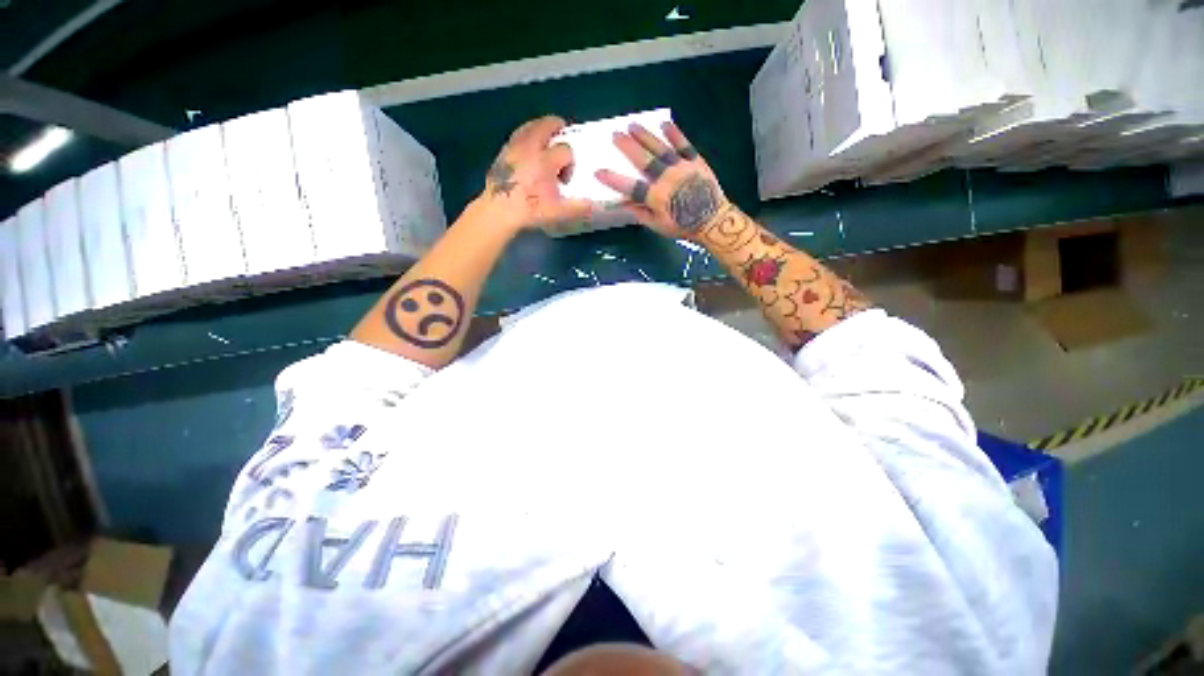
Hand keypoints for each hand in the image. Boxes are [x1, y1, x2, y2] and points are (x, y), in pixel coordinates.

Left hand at [479, 116, 593, 231]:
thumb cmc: (529, 210)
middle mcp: (531, 148)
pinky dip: (525, 134)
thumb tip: (594, 206)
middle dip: (556, 125)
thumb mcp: (557, 212)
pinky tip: (527, 144)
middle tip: (561, 127)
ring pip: (529, 126)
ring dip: (539, 126)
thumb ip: (577, 208)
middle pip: (545, 125)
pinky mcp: (503, 152)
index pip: (565, 151)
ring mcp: (515, 148)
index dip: (570, 162)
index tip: (566, 176)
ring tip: (545, 131)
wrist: (499, 210)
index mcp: (546, 161)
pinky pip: (516, 135)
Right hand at [595, 122, 729, 240]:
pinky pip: (683, 144)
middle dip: (627, 147)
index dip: (614, 179)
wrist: (713, 220)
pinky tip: (664, 123)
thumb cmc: (683, 226)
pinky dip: (674, 133)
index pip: (630, 186)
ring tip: (633, 125)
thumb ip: (641, 214)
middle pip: (643, 160)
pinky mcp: (695, 161)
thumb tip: (624, 204)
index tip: (599, 171)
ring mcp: (681, 167)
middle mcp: (666, 179)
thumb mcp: (658, 226)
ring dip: (645, 136)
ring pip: (660, 148)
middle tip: (615, 135)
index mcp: (656, 197)